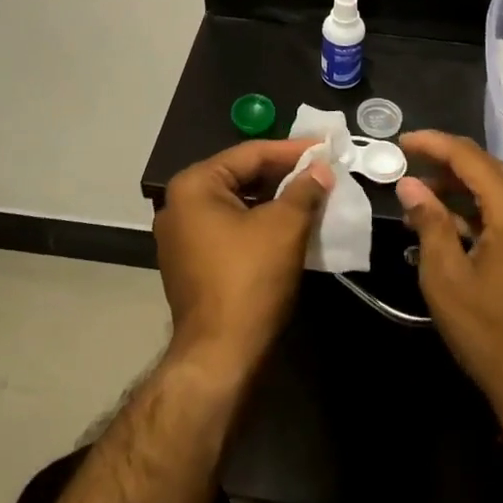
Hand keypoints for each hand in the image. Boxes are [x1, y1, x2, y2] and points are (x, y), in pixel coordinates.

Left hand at [155, 140, 333, 383]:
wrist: (220, 355)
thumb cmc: (249, 279)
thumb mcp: (284, 227)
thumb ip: (304, 190)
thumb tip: (321, 169)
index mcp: (193, 186)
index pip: (249, 154)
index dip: (291, 150)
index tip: (324, 146)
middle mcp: (178, 204)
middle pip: (239, 177)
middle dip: (282, 174)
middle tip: (320, 169)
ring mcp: (180, 236)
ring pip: (235, 204)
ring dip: (272, 199)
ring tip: (311, 194)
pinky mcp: (190, 263)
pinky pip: (229, 228)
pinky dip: (258, 222)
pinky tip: (288, 224)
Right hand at [395, 131, 502, 422]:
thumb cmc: (488, 333)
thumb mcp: (445, 277)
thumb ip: (429, 221)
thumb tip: (409, 184)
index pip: (470, 157)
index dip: (433, 144)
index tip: (401, 142)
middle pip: (488, 166)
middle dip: (446, 161)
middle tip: (407, 165)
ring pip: (499, 185)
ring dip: (461, 184)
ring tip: (420, 195)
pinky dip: (480, 205)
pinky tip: (449, 218)